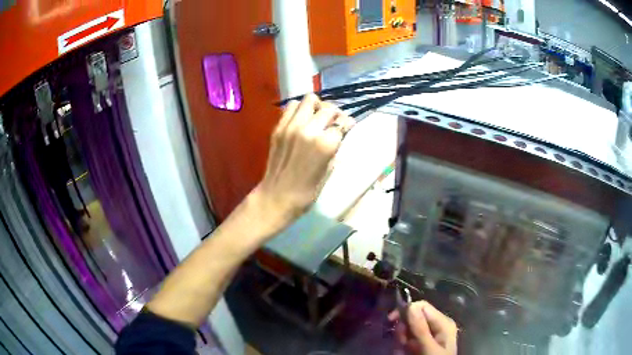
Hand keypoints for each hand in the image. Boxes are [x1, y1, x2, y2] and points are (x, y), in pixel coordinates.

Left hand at [252, 94, 354, 233]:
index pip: (342, 123)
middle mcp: (308, 130)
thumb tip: (339, 134)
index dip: (347, 124)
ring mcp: (291, 126)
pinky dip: (299, 109)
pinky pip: (291, 107)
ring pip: (309, 100)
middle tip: (334, 122)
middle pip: (328, 109)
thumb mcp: (329, 171)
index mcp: (324, 144)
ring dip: (317, 106)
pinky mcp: (278, 128)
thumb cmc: (307, 192)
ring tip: (317, 117)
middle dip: (335, 114)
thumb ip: (335, 149)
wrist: (277, 196)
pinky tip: (302, 120)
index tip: (348, 126)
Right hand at [389, 301, 457, 354]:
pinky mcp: (420, 345)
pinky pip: (405, 341)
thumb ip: (420, 329)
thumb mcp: (429, 348)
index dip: (406, 311)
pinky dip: (401, 348)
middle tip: (402, 345)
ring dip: (400, 342)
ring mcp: (427, 336)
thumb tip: (410, 306)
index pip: (422, 307)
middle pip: (412, 319)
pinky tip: (403, 354)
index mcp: (443, 322)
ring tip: (403, 353)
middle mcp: (435, 326)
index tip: (392, 321)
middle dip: (403, 332)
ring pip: (406, 331)